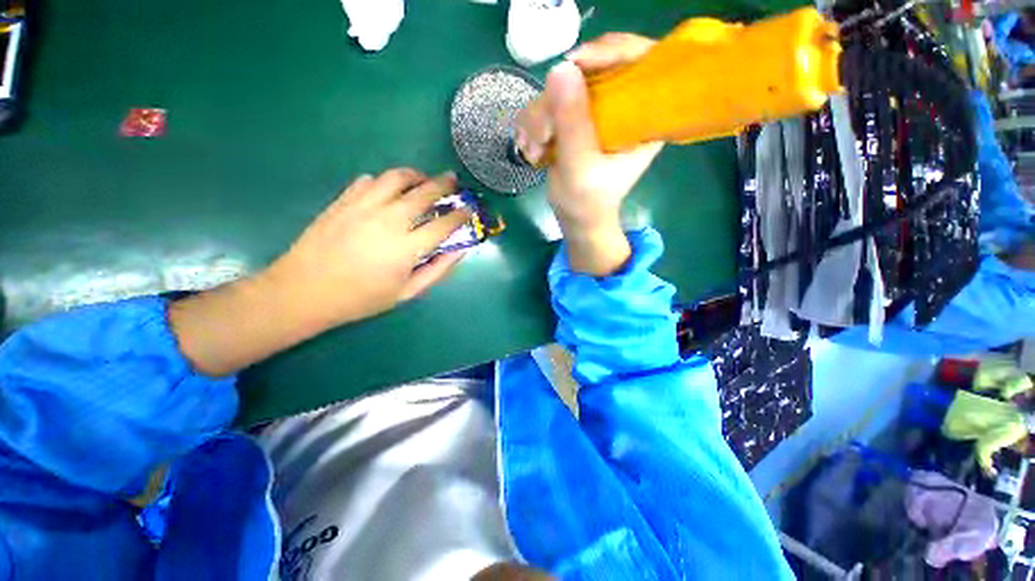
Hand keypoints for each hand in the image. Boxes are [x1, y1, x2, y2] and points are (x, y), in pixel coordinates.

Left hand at [265, 169, 470, 328]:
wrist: (305, 291)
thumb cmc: (361, 298)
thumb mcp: (407, 293)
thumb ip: (437, 270)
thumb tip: (460, 251)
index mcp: (406, 247)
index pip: (443, 224)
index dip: (460, 215)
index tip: (469, 209)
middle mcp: (388, 220)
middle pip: (423, 193)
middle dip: (444, 184)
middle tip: (453, 181)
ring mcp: (363, 207)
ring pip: (396, 177)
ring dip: (415, 175)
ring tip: (423, 179)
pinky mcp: (343, 201)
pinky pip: (369, 180)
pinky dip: (385, 182)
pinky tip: (389, 191)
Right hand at [514, 33, 662, 275]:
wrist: (575, 217)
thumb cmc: (587, 201)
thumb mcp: (581, 168)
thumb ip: (573, 123)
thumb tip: (561, 68)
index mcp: (642, 116)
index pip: (641, 59)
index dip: (611, 50)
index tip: (576, 63)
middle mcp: (620, 106)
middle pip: (590, 71)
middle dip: (558, 102)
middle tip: (544, 135)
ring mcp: (594, 112)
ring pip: (560, 89)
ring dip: (539, 120)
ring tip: (535, 152)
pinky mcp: (573, 119)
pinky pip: (547, 105)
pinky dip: (534, 126)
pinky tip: (533, 151)